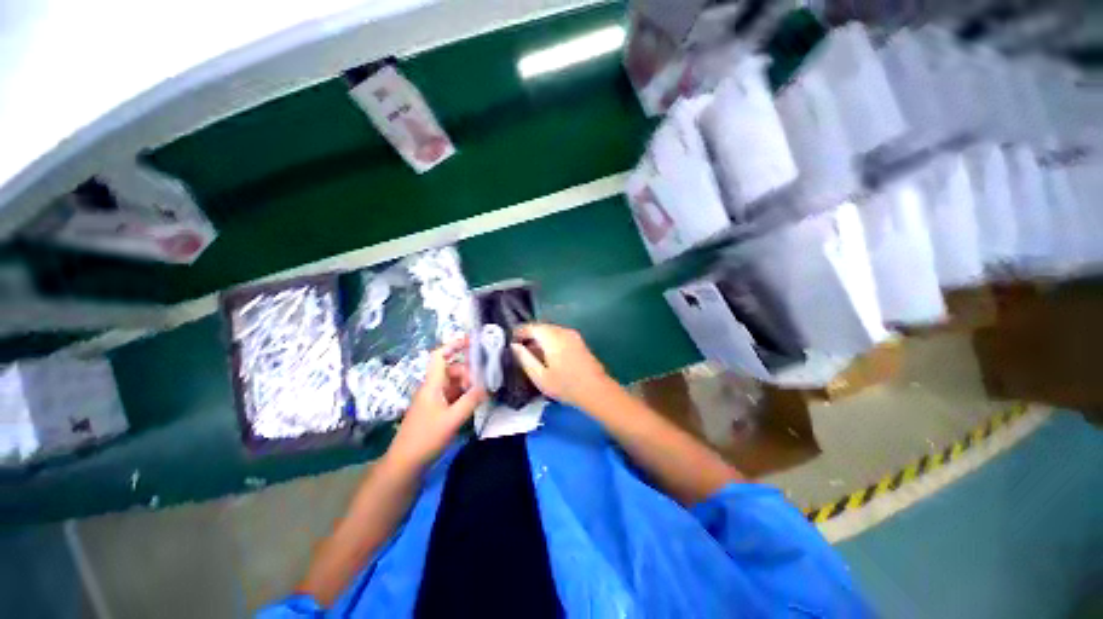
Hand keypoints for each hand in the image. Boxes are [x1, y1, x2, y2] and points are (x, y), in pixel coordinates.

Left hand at [388, 337, 486, 468]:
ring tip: (480, 393)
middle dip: (468, 371)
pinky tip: (473, 403)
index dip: (453, 346)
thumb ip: (471, 400)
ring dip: (467, 384)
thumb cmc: (426, 438)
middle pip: (451, 369)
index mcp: (432, 385)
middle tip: (483, 381)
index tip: (472, 342)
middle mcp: (432, 388)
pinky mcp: (435, 410)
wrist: (405, 464)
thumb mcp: (452, 419)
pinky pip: (451, 395)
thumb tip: (487, 386)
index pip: (440, 356)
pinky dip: (463, 395)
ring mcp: (433, 400)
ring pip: (452, 383)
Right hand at [510, 323, 614, 408]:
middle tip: (520, 348)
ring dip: (540, 338)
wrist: (596, 390)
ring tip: (532, 354)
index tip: (511, 341)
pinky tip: (547, 355)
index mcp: (552, 338)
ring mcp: (573, 335)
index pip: (531, 327)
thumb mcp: (540, 377)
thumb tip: (514, 346)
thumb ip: (525, 359)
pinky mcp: (578, 341)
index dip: (519, 332)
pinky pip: (559, 335)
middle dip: (530, 335)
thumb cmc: (566, 386)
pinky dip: (550, 341)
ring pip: (551, 331)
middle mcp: (563, 331)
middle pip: (542, 327)